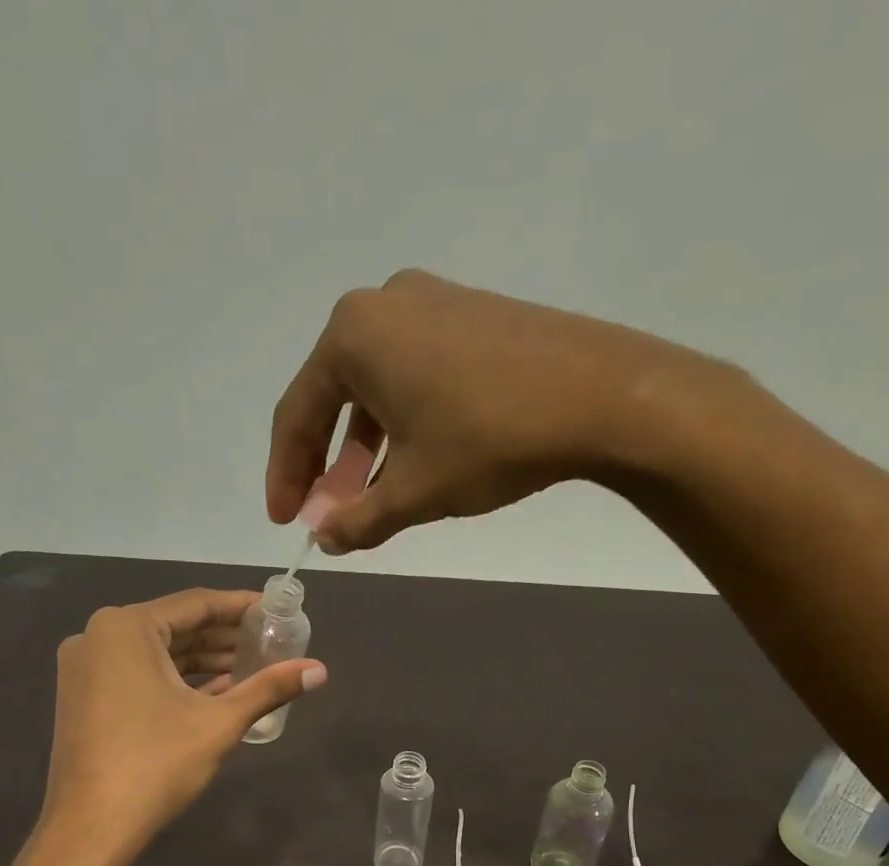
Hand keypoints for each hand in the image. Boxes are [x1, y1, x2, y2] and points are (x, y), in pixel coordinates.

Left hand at [37, 589, 325, 858]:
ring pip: (157, 653)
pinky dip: (176, 680)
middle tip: (270, 642)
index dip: (240, 606)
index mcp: (124, 628)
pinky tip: (217, 691)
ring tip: (252, 668)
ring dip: (203, 660)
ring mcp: (86, 668)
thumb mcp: (219, 722)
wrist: (91, 828)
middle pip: (175, 626)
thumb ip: (269, 688)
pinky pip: (138, 674)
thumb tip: (321, 670)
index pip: (195, 603)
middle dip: (224, 637)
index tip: (276, 611)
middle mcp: (98, 637)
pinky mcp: (85, 697)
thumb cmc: (156, 764)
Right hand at [266, 269, 754, 553]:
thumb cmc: (489, 440)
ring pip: (375, 386)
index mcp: (353, 336)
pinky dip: (400, 421)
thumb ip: (357, 520)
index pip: (297, 415)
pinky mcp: (470, 313)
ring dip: (364, 446)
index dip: (286, 476)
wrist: (602, 396)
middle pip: (332, 396)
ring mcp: (432, 301)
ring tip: (369, 495)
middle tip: (326, 513)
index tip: (286, 521)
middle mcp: (383, 304)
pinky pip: (412, 372)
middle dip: (326, 463)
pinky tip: (412, 459)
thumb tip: (327, 540)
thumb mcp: (413, 492)